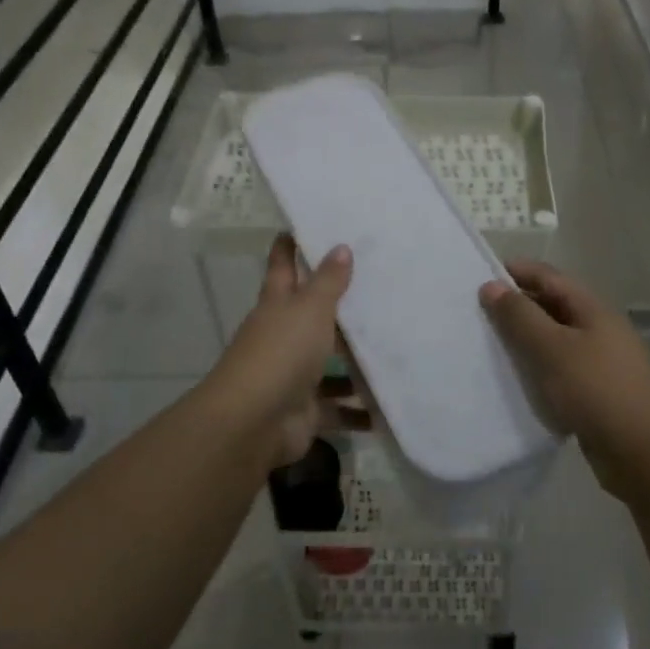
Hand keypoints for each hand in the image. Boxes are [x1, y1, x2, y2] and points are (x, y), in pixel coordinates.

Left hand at [204, 235, 370, 468]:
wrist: (254, 423)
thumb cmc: (281, 352)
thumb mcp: (310, 309)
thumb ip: (328, 281)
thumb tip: (341, 246)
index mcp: (277, 305)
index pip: (283, 266)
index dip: (289, 246)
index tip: (303, 225)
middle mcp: (283, 336)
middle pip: (312, 315)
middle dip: (339, 306)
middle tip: (379, 287)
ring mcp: (293, 375)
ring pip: (329, 365)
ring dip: (355, 365)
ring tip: (395, 350)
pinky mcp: (306, 411)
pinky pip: (338, 409)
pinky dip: (358, 412)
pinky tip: (387, 407)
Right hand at [480, 260, 649, 500]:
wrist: (645, 454)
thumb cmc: (596, 391)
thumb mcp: (552, 349)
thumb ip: (520, 317)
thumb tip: (492, 285)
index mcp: (594, 310)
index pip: (550, 277)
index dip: (518, 272)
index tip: (482, 276)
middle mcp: (601, 331)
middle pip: (554, 307)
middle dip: (519, 307)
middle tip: (479, 314)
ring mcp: (603, 364)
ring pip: (557, 342)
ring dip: (527, 341)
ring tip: (491, 347)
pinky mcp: (599, 395)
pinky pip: (562, 372)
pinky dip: (540, 371)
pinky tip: (519, 382)